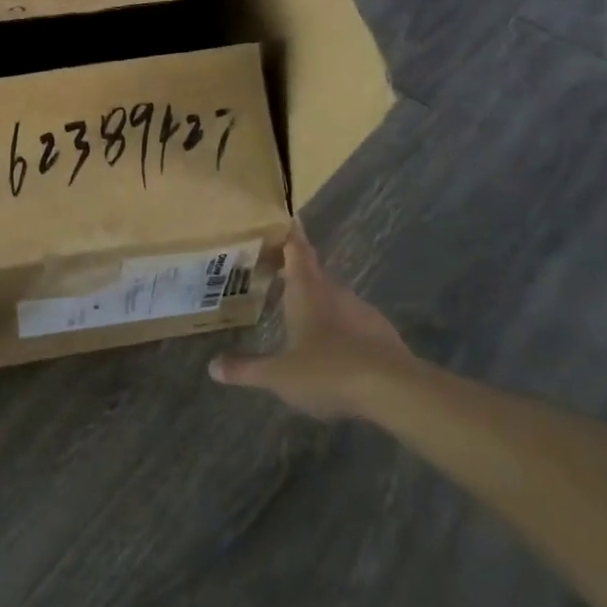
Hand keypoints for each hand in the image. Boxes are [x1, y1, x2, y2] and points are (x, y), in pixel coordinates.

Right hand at [210, 225, 412, 418]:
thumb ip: (246, 369)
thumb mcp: (279, 375)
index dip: (290, 234)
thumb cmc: (327, 370)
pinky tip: (331, 343)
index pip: (297, 251)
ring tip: (299, 307)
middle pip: (313, 271)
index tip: (288, 217)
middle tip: (276, 266)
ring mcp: (360, 310)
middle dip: (295, 267)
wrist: (393, 390)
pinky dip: (338, 322)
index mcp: (306, 291)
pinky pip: (352, 318)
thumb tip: (213, 367)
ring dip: (317, 296)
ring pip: (333, 294)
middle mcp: (333, 292)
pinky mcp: (380, 331)